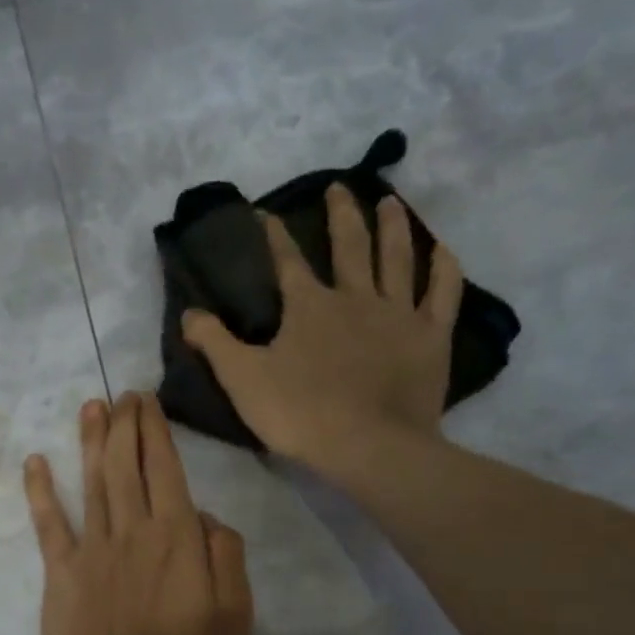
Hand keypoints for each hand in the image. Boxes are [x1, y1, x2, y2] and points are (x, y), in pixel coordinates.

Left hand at [24, 393, 252, 634]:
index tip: (146, 403)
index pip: (165, 470)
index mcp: (177, 537)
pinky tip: (35, 462)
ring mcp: (92, 549)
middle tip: (122, 396)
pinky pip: (49, 525)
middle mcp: (133, 530)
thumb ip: (226, 555)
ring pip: (91, 483)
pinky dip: (41, 491)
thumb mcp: (236, 615)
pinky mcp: (61, 573)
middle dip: (125, 425)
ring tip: (91, 407)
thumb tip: (204, 515)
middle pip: (126, 465)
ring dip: (90, 442)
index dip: (155, 432)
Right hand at [181, 184, 463, 472]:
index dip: (274, 235)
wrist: (368, 447)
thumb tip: (189, 312)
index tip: (265, 212)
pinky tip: (443, 250)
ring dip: (393, 227)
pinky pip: (443, 293)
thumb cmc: (301, 414)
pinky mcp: (431, 337)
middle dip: (341, 214)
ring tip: (390, 201)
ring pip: (397, 258)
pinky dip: (444, 269)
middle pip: (350, 245)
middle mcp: (356, 298)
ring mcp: (398, 314)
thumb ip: (214, 343)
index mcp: (309, 306)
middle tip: (340, 187)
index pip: (287, 261)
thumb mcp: (242, 381)